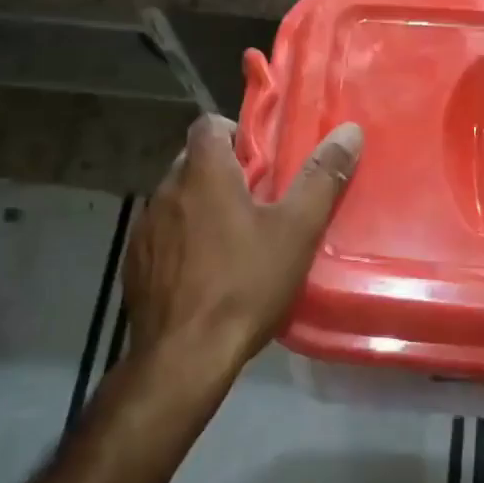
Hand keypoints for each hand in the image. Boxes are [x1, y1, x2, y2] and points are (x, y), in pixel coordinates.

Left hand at [123, 114, 362, 384]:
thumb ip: (322, 178)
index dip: (236, 133)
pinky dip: (182, 240)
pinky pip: (162, 235)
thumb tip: (349, 132)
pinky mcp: (134, 264)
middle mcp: (165, 191)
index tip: (262, 161)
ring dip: (201, 207)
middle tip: (259, 201)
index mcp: (202, 174)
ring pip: (177, 200)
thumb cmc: (245, 284)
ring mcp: (144, 229)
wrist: (184, 358)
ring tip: (234, 239)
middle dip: (224, 173)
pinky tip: (205, 273)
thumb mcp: (296, 231)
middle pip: (193, 162)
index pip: (208, 124)